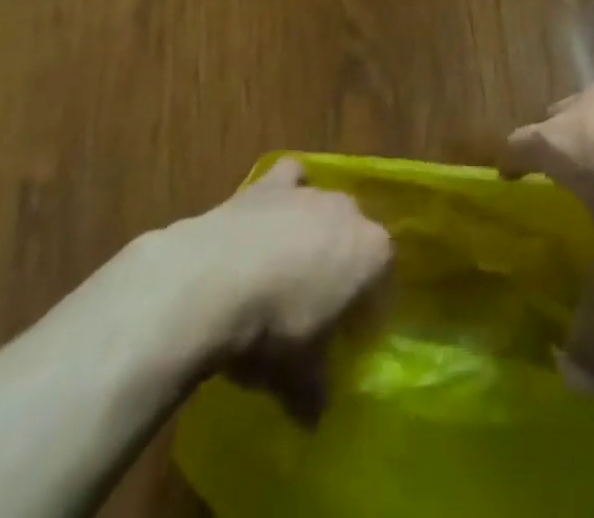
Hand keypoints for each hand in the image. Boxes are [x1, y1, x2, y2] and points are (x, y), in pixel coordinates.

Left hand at [82, 158, 391, 421]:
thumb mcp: (296, 377)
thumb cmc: (269, 331)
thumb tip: (314, 417)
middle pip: (356, 239)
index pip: (383, 280)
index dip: (366, 311)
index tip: (345, 340)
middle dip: (342, 268)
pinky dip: (286, 190)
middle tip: (315, 310)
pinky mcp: (270, 183)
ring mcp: (310, 191)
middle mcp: (350, 212)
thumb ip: (314, 392)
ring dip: (314, 234)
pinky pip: (291, 177)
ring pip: (325, 209)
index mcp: (372, 253)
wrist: (210, 282)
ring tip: (287, 271)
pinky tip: (272, 216)